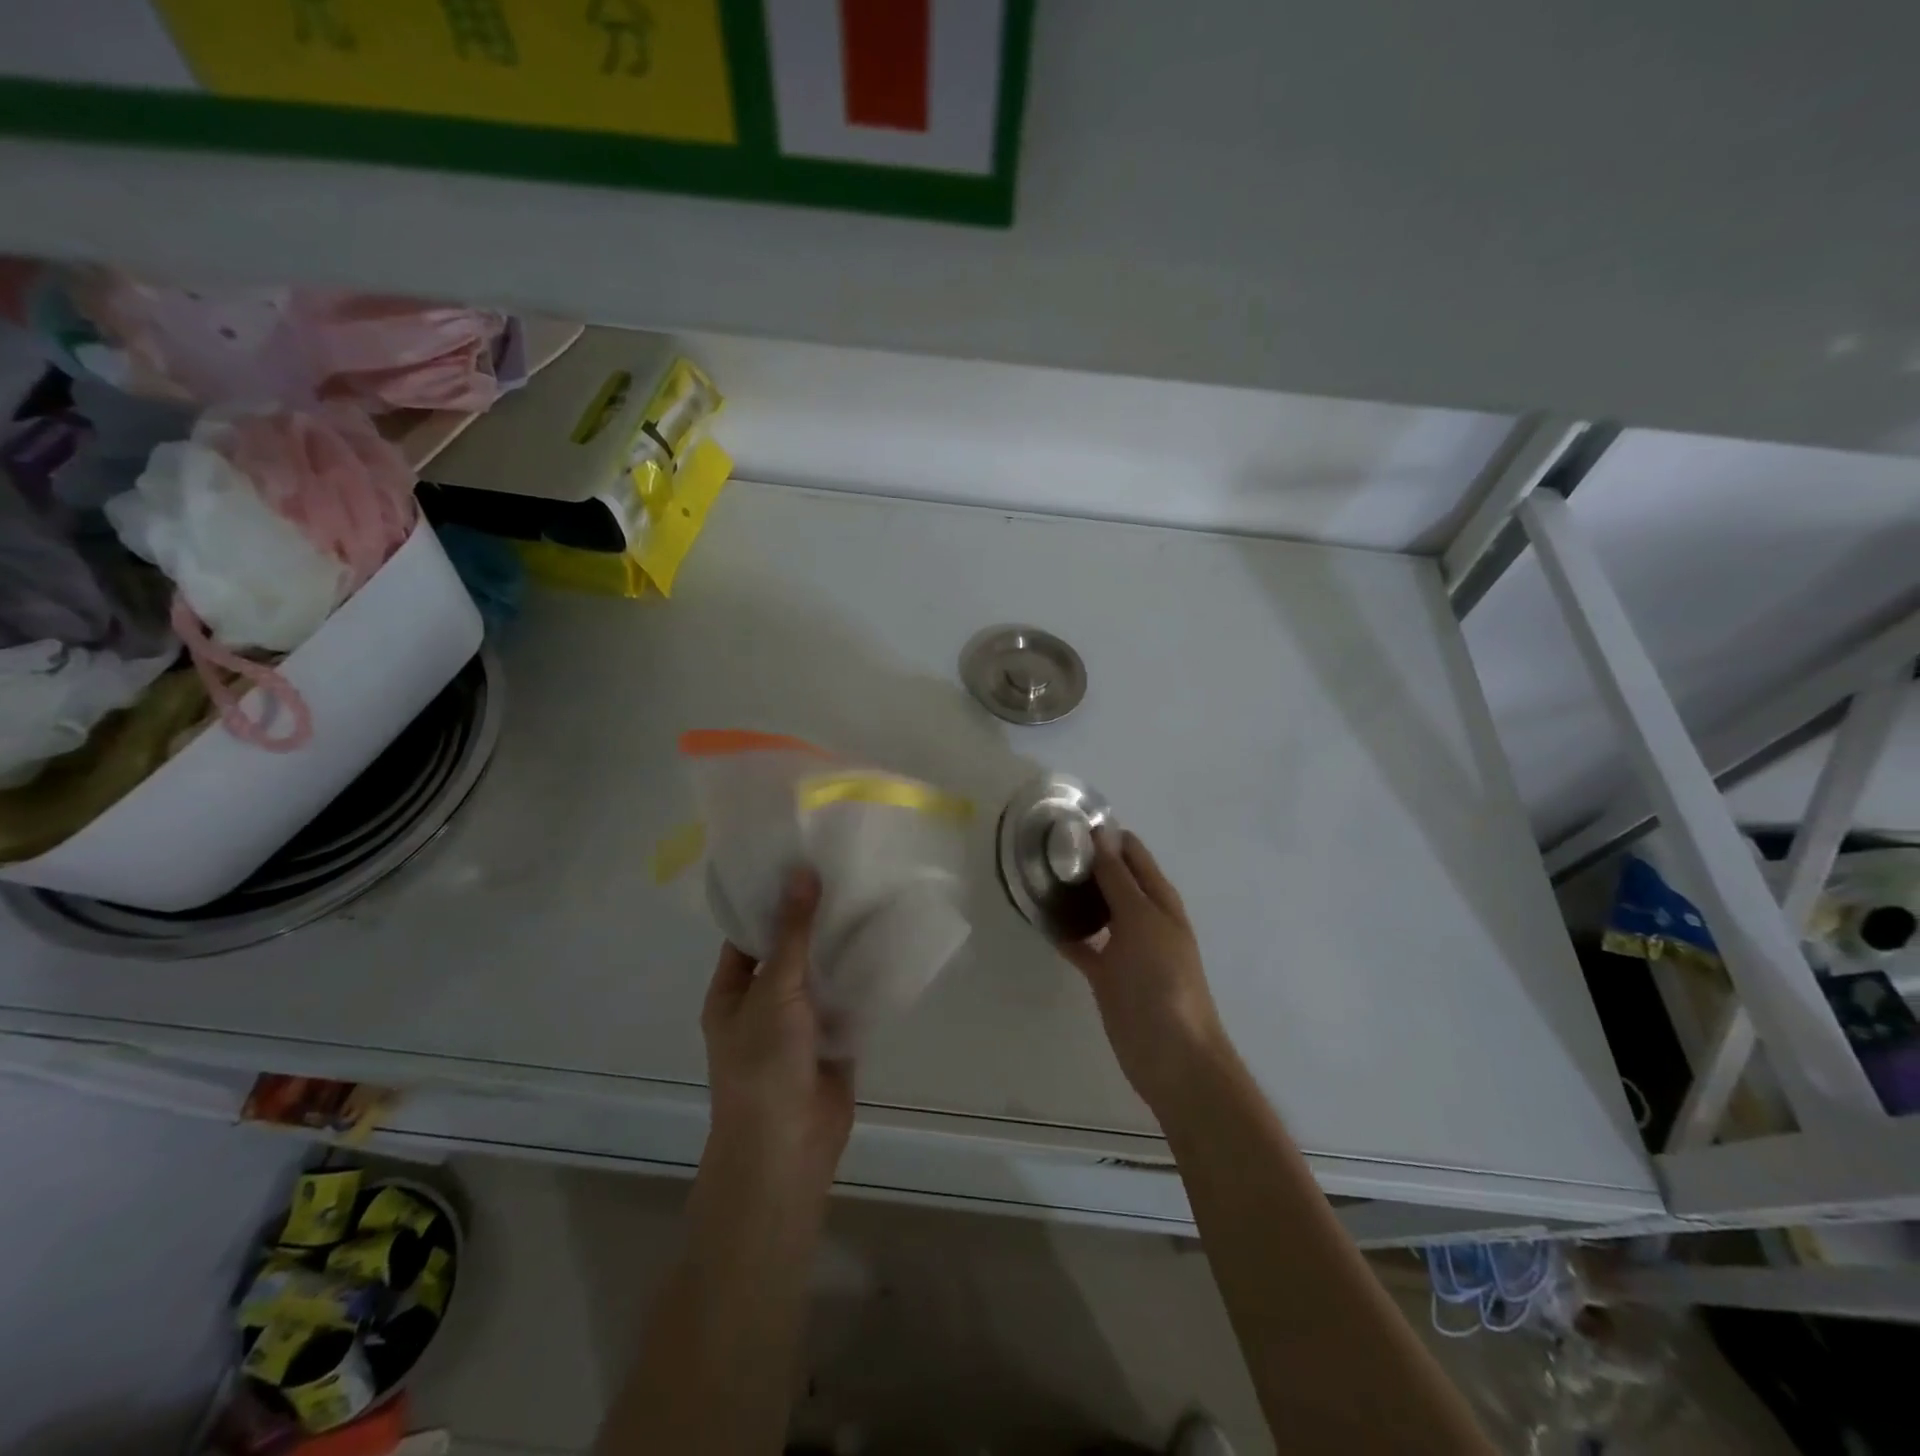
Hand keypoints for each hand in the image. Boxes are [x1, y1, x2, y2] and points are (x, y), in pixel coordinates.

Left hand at [701, 867, 854, 1190]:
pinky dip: (864, 978)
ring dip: (843, 948)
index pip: (750, 935)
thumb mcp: (774, 990)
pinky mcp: (834, 1040)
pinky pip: (848, 1000)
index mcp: (733, 992)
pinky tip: (889, 944)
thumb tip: (801, 873)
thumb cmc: (764, 1064)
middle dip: (816, 923)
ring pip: (823, 976)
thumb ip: (793, 933)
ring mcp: (801, 1024)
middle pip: (791, 953)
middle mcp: (764, 1004)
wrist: (787, 1147)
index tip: (802, 864)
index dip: (773, 902)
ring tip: (873, 899)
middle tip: (847, 874)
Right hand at [1062, 827, 1235, 1115]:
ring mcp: (1123, 946)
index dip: (1105, 834)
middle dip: (1084, 861)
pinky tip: (1038, 918)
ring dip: (1073, 893)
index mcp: (1158, 898)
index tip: (1067, 821)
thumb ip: (1119, 878)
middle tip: (1042, 846)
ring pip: (1095, 908)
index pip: (1132, 852)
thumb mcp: (1141, 920)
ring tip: (1036, 874)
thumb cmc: (1162, 979)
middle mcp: (1142, 916)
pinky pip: (1081, 943)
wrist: (1171, 1054)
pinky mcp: (1105, 973)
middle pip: (1112, 878)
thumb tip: (1102, 834)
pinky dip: (1064, 930)